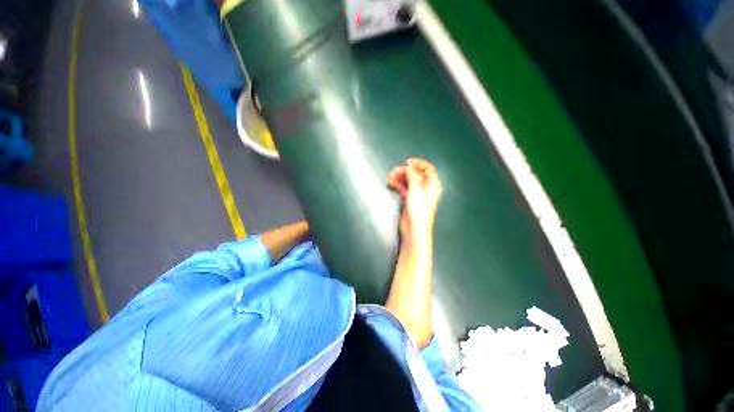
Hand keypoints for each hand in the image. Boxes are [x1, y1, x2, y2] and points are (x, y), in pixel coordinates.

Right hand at [387, 158, 441, 242]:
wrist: (414, 229)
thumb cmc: (419, 211)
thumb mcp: (416, 190)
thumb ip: (413, 176)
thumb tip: (410, 166)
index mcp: (432, 185)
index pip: (427, 168)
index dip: (417, 163)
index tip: (406, 162)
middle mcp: (425, 188)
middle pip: (415, 174)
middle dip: (404, 171)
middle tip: (394, 172)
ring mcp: (417, 194)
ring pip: (408, 180)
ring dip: (399, 177)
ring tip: (390, 177)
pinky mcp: (409, 199)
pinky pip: (403, 187)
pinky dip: (397, 184)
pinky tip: (390, 183)